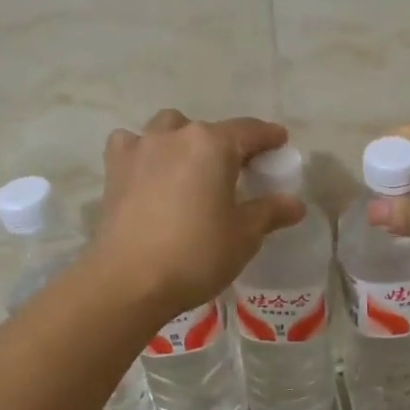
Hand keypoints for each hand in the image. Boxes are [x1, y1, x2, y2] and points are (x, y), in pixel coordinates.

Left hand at [90, 110, 305, 318]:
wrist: (129, 280)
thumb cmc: (196, 254)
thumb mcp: (244, 236)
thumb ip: (270, 212)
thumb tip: (295, 203)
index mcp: (212, 145)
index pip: (249, 131)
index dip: (268, 136)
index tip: (280, 142)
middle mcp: (175, 136)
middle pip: (208, 130)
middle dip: (226, 143)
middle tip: (237, 169)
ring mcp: (140, 149)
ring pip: (167, 128)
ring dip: (183, 139)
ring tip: (191, 166)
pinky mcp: (114, 171)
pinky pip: (131, 145)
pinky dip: (144, 151)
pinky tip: (149, 171)